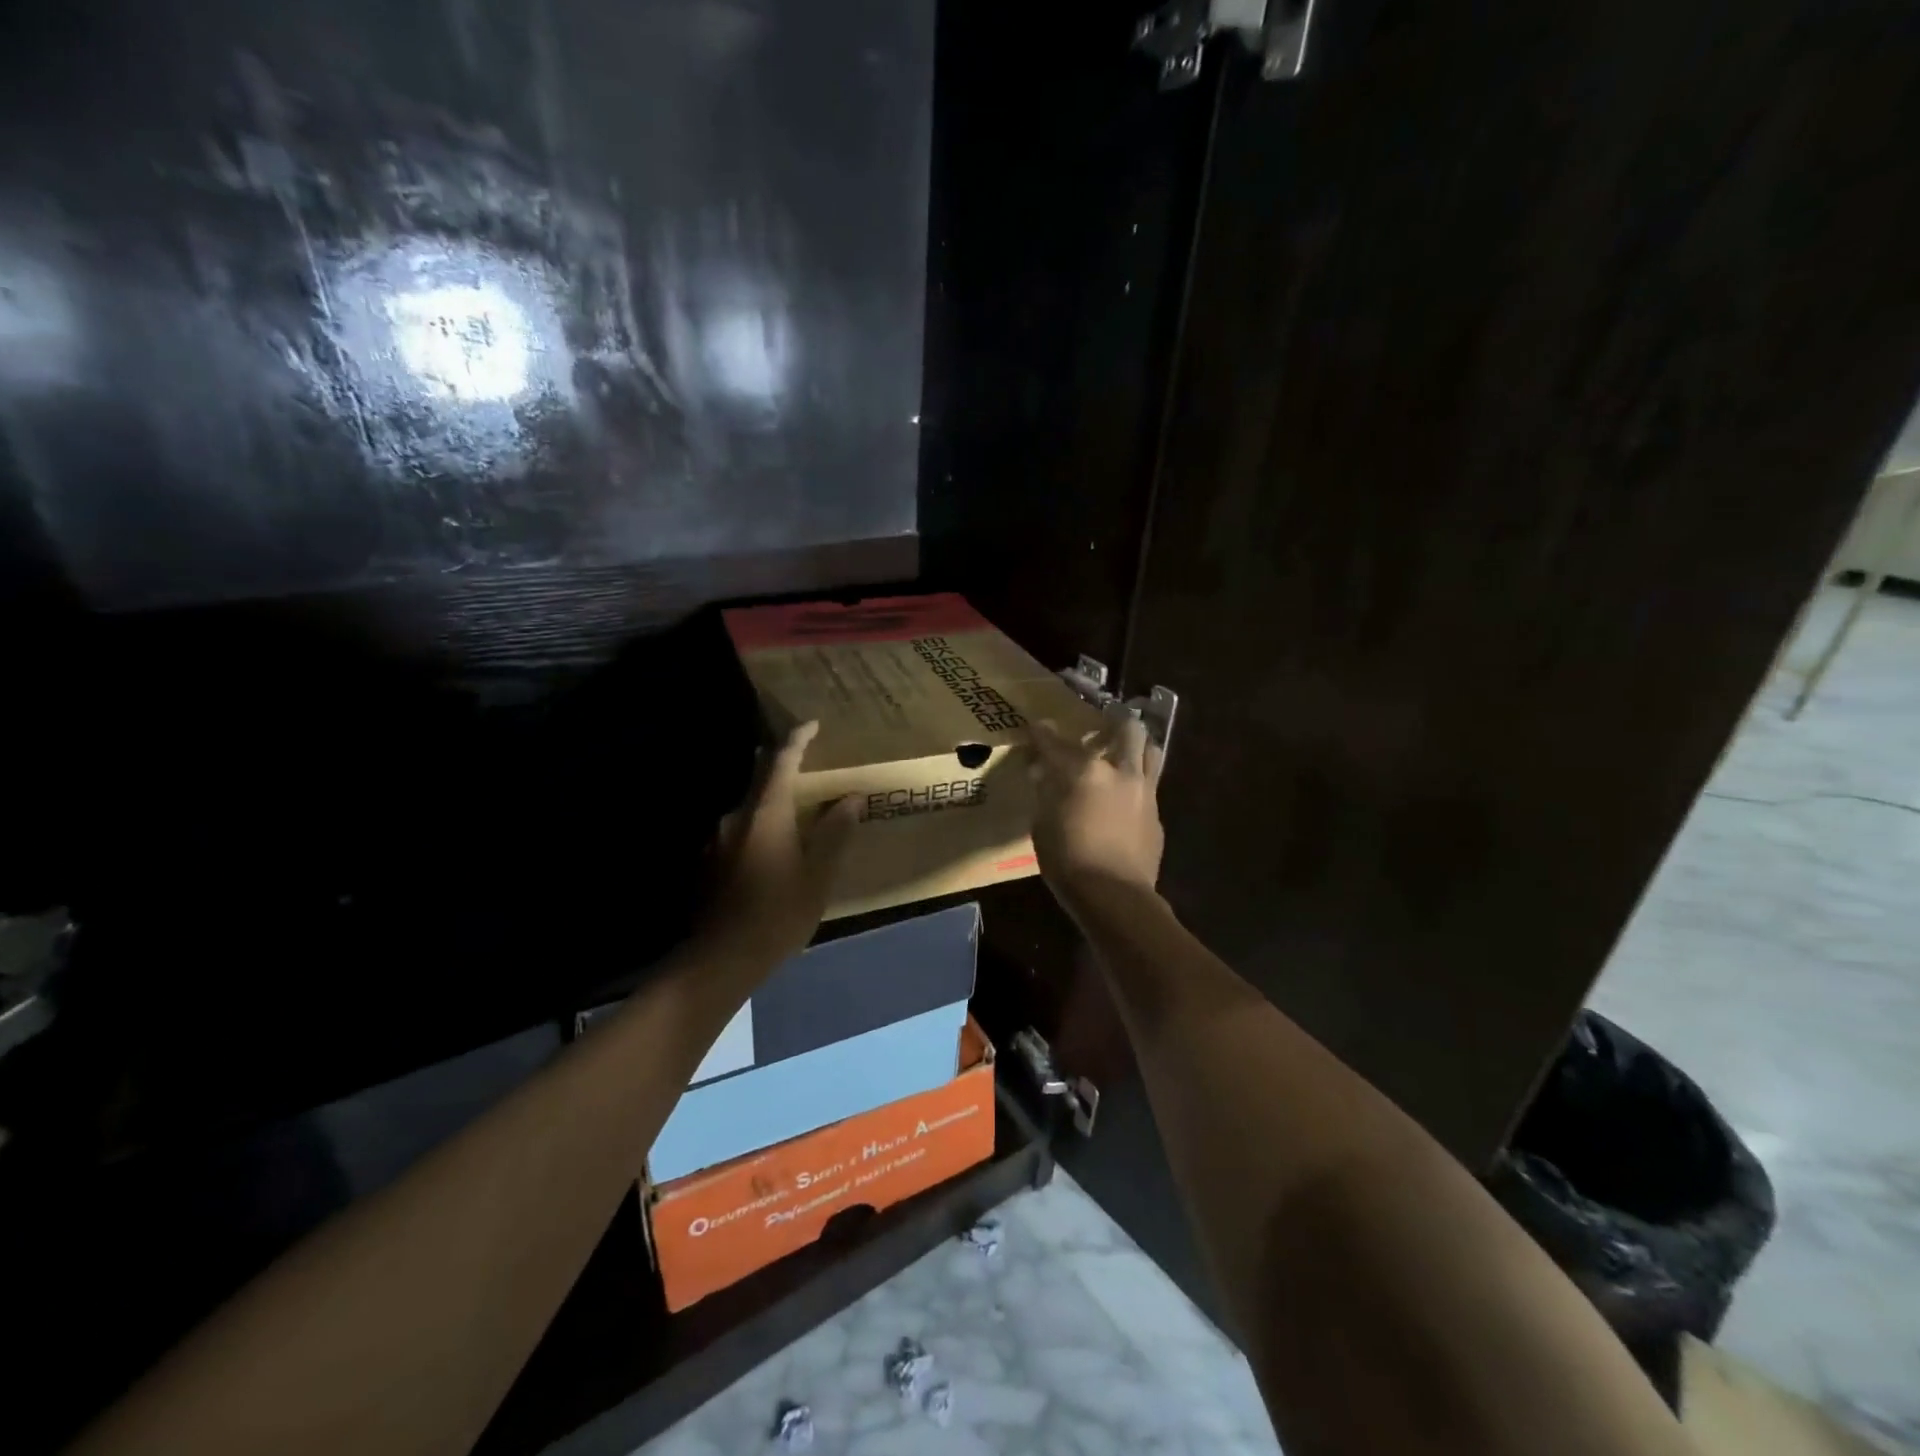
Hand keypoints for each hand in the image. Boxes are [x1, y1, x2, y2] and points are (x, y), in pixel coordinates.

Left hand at [699, 721, 858, 969]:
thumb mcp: (819, 874)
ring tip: (794, 813)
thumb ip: (835, 832)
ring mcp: (717, 840)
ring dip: (771, 802)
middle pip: (759, 779)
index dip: (797, 739)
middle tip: (806, 764)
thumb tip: (851, 798)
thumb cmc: (778, 913)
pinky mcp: (709, 863)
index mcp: (765, 813)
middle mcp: (736, 817)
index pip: (781, 761)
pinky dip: (759, 828)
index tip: (811, 724)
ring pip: (749, 807)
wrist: (721, 958)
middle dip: (781, 766)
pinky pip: (740, 831)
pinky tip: (772, 849)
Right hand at [1028, 709, 1164, 903]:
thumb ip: (1046, 793)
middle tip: (1103, 724)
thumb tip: (1043, 774)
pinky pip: (1151, 786)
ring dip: (1137, 745)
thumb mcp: (1042, 824)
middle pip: (1127, 728)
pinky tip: (1126, 796)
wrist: (1115, 896)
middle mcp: (1120, 771)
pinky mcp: (1157, 814)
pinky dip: (1137, 782)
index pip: (1058, 742)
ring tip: (1123, 750)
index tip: (1039, 726)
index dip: (1044, 733)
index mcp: (1085, 771)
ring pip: (1150, 751)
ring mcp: (1145, 791)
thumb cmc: (1068, 860)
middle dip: (1114, 720)